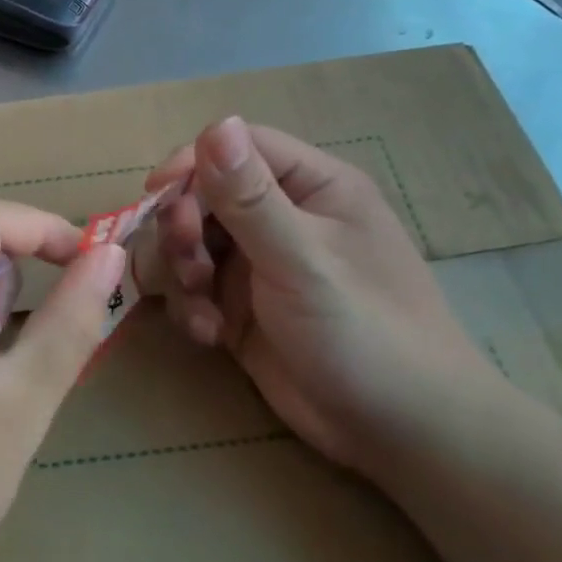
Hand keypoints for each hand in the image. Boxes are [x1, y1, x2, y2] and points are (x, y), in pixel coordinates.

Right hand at [141, 118, 507, 472]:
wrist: (405, 440)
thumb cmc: (366, 333)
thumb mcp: (304, 261)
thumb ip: (252, 197)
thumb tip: (217, 122)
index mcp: (312, 185)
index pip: (238, 147)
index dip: (193, 162)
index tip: (157, 191)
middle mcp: (283, 215)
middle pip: (205, 192)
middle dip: (184, 225)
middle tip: (187, 263)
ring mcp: (260, 261)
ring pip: (191, 239)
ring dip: (182, 268)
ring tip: (199, 305)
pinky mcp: (242, 305)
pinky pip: (195, 286)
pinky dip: (191, 305)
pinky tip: (209, 334)